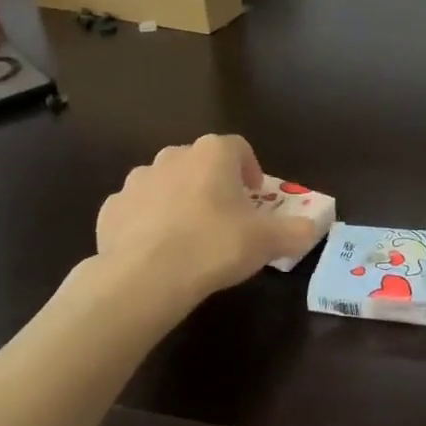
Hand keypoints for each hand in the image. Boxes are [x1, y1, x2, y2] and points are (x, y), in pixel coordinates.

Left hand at [96, 134, 317, 306]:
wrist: (145, 277)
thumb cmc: (214, 246)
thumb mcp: (268, 242)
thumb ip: (296, 231)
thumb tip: (314, 228)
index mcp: (213, 154)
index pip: (238, 147)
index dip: (250, 168)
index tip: (255, 196)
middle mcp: (172, 156)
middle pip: (200, 162)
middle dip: (213, 183)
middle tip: (225, 217)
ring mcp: (137, 181)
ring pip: (165, 183)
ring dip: (179, 200)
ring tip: (190, 235)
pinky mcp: (111, 209)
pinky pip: (137, 209)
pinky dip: (147, 222)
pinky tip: (157, 250)